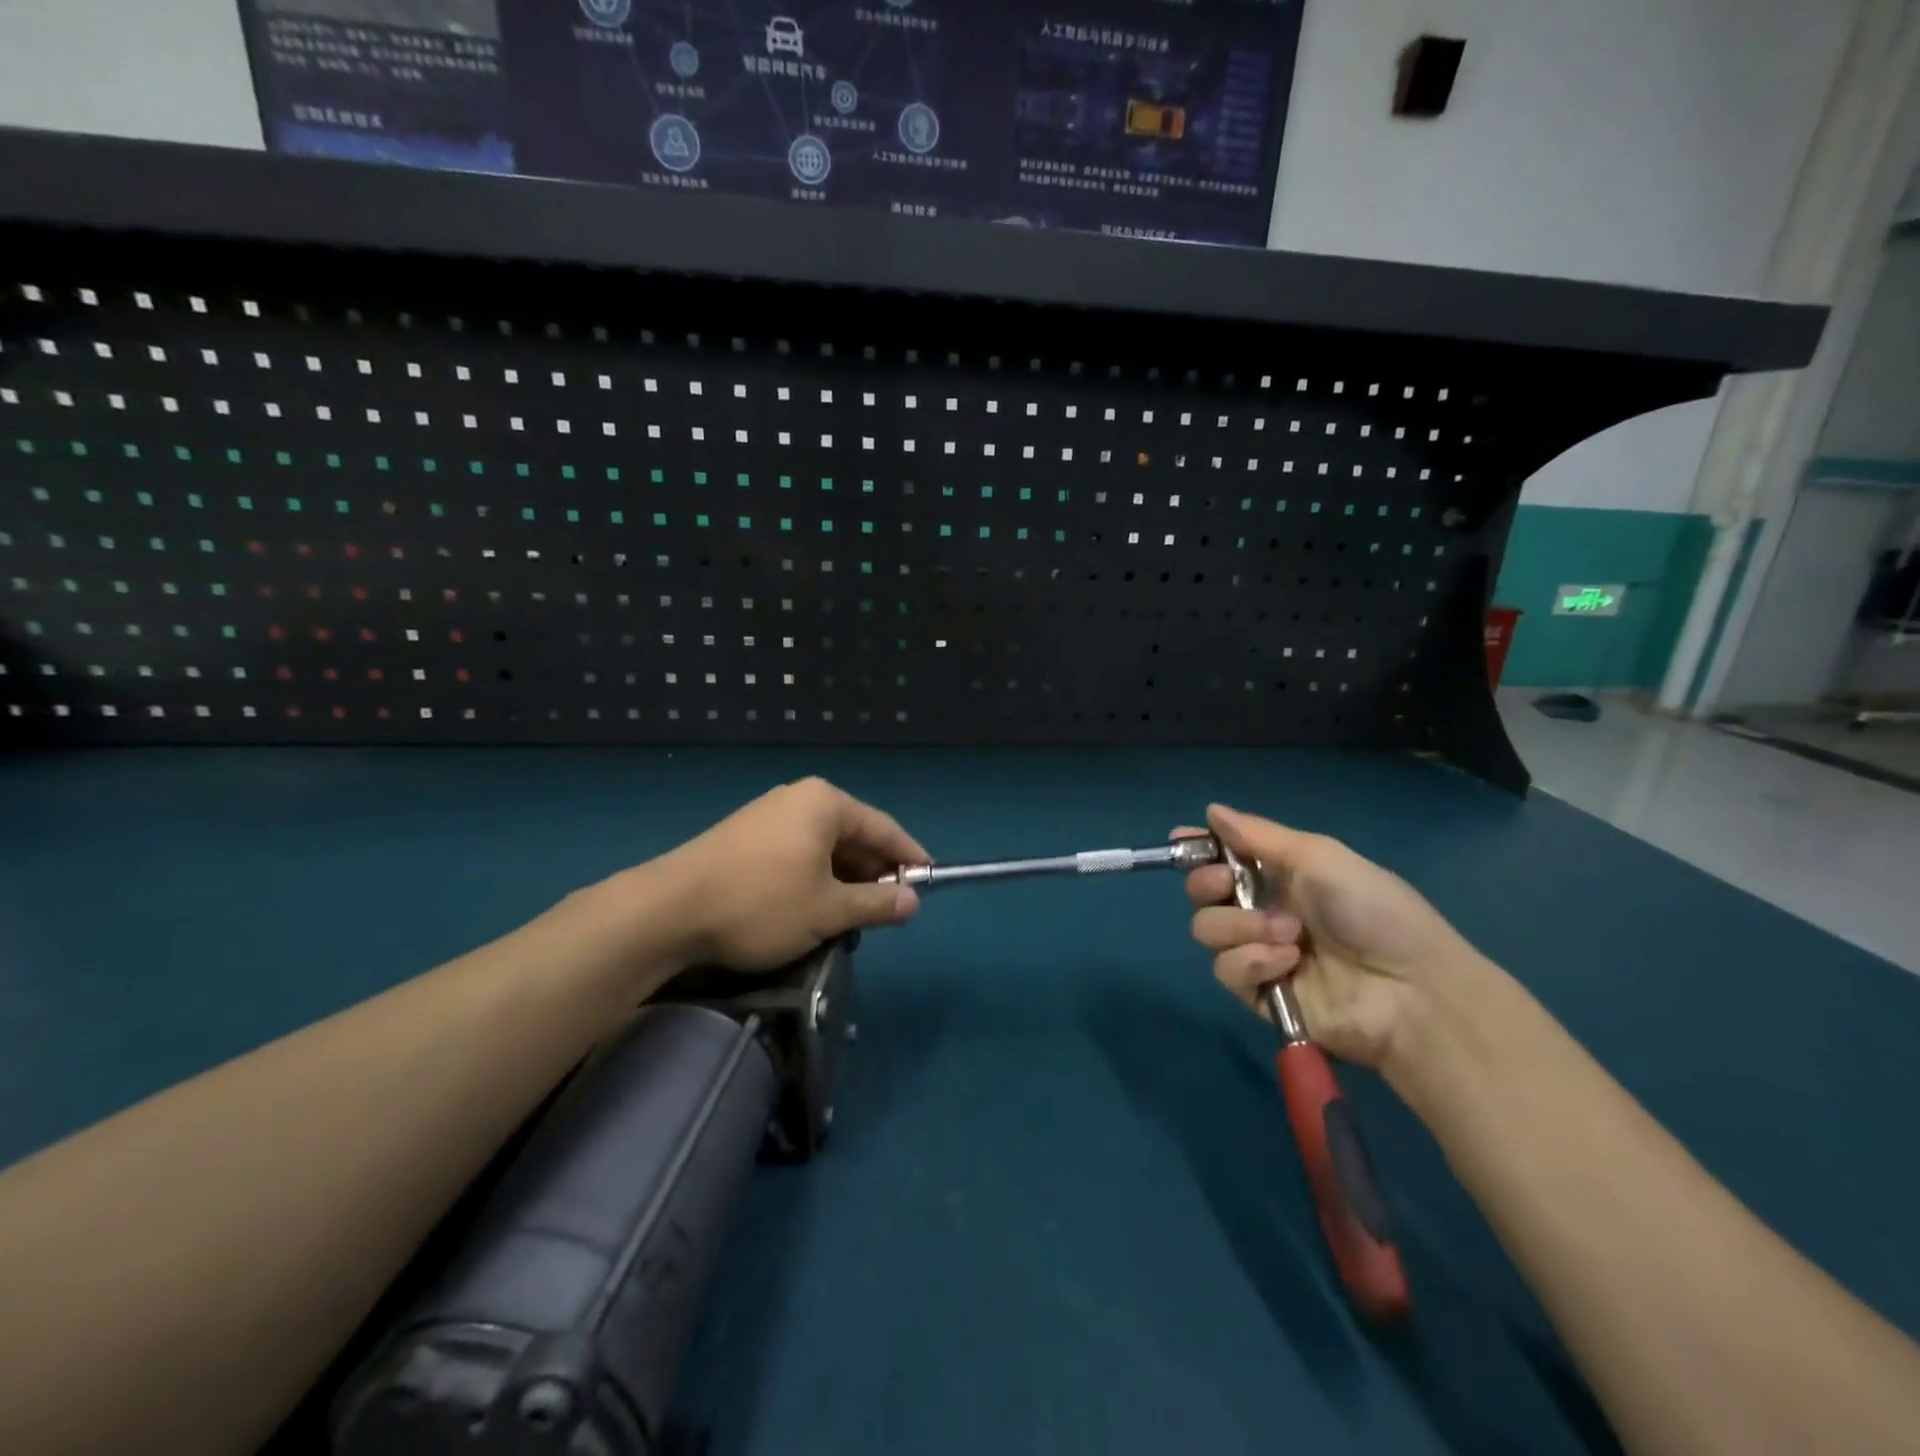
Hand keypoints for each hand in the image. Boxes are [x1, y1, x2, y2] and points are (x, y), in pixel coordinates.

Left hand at [653, 777, 926, 972]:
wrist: (668, 910)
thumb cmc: (761, 903)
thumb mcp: (828, 910)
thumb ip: (877, 903)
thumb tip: (913, 902)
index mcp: (825, 803)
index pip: (884, 827)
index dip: (910, 857)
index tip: (929, 884)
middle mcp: (799, 798)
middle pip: (853, 835)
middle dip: (873, 873)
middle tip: (889, 911)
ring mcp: (768, 815)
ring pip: (823, 848)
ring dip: (843, 881)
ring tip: (853, 918)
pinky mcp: (745, 836)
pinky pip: (797, 853)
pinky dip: (814, 879)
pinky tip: (814, 909)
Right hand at [1180, 803, 1488, 1071]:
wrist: (1410, 989)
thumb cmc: (1371, 909)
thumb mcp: (1318, 857)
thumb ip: (1258, 835)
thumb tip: (1211, 810)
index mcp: (1280, 875)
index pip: (1223, 856)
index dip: (1199, 848)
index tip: (1181, 839)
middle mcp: (1263, 910)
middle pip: (1202, 892)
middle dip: (1207, 884)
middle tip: (1228, 884)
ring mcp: (1259, 953)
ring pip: (1207, 930)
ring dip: (1241, 928)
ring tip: (1288, 936)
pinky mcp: (1259, 994)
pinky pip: (1226, 971)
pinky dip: (1253, 962)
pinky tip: (1288, 964)